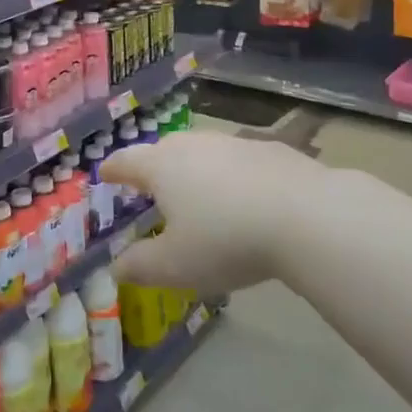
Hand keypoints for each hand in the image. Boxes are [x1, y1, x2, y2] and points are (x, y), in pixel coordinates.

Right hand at [102, 131, 324, 294]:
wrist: (306, 216)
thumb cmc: (226, 239)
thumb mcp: (175, 265)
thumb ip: (140, 266)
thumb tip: (115, 268)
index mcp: (162, 166)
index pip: (127, 162)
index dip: (113, 170)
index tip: (105, 173)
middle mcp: (193, 145)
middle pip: (164, 150)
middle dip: (154, 167)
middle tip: (151, 187)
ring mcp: (234, 143)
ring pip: (204, 153)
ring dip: (196, 171)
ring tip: (200, 196)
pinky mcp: (271, 150)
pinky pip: (240, 162)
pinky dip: (233, 177)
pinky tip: (247, 200)